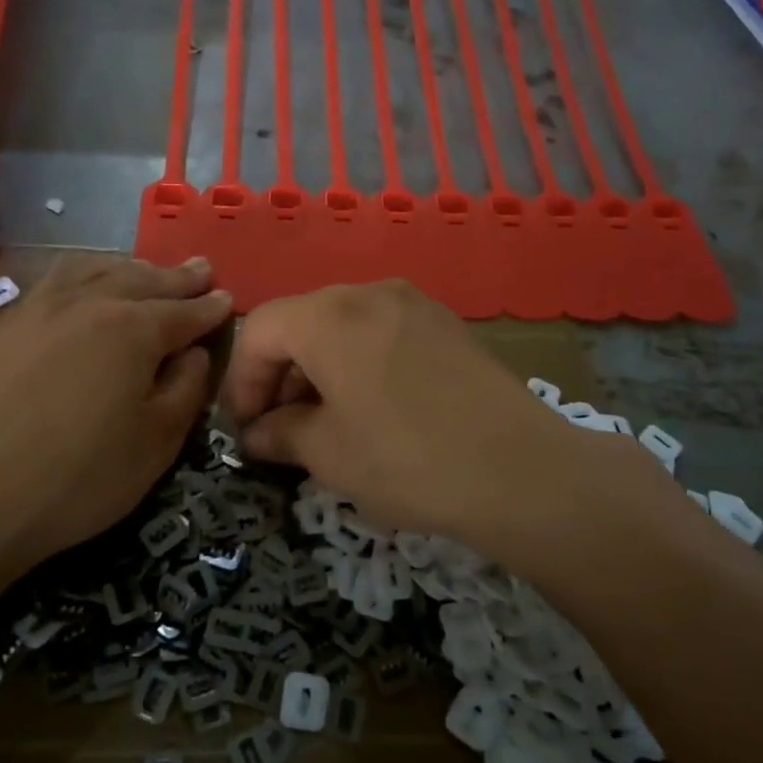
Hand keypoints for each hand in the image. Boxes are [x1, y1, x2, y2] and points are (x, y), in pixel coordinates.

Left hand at [0, 255, 231, 579]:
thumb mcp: (158, 442)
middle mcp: (90, 303)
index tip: (228, 299)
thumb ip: (187, 387)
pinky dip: (86, 271)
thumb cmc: (80, 478)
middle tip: (202, 269)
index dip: (211, 308)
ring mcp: (43, 308)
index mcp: (134, 329)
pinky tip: (87, 281)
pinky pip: (57, 279)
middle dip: (177, 277)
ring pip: (98, 268)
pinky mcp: (8, 323)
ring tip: (148, 269)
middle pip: (144, 280)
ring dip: (132, 267)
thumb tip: (193, 352)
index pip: (185, 312)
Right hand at [220, 280, 576, 538]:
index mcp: (329, 316)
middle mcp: (369, 293)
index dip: (241, 381)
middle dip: (280, 375)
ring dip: (319, 369)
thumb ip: (280, 435)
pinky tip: (372, 407)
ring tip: (325, 422)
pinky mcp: (446, 323)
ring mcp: (414, 303)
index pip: (260, 331)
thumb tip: (257, 434)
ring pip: (343, 325)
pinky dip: (359, 362)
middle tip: (280, 430)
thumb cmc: (408, 461)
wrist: (521, 470)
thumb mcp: (330, 455)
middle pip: (301, 322)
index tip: (245, 430)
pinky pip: (382, 331)